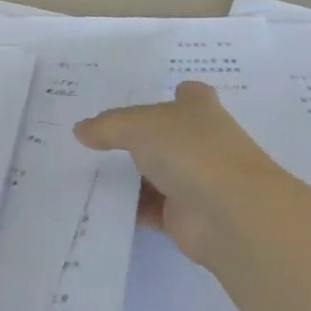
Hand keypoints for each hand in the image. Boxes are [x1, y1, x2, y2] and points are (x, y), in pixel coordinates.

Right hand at [73, 81, 281, 264]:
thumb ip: (108, 126)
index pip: (188, 94)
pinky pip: (149, 208)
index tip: (141, 99)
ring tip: (84, 168)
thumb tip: (79, 130)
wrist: (231, 215)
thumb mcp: (139, 126)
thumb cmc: (191, 150)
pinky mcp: (185, 216)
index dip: (170, 94)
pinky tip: (97, 202)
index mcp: (199, 109)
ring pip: (155, 173)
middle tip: (93, 134)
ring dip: (128, 175)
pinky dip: (128, 207)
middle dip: (137, 136)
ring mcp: (196, 180)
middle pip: (165, 135)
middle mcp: (201, 141)